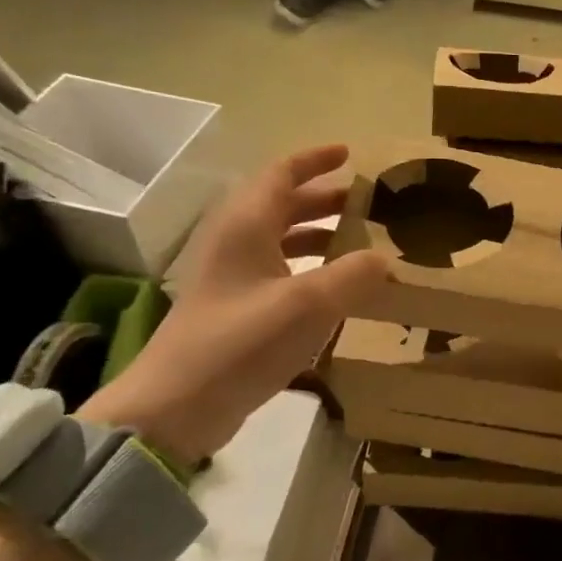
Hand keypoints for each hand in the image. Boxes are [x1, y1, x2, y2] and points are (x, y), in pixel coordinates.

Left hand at [80, 145, 387, 460]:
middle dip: (326, 199)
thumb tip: (384, 258)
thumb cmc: (241, 342)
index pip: (282, 173)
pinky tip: (337, 290)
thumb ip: (354, 275)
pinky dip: (311, 268)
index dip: (315, 159)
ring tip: (362, 244)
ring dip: (320, 234)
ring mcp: (233, 278)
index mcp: (246, 226)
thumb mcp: (309, 305)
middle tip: (369, 203)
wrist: (178, 407)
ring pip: (281, 239)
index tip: (350, 153)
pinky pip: (280, 272)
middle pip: (283, 205)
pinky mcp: (236, 310)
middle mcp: (236, 243)